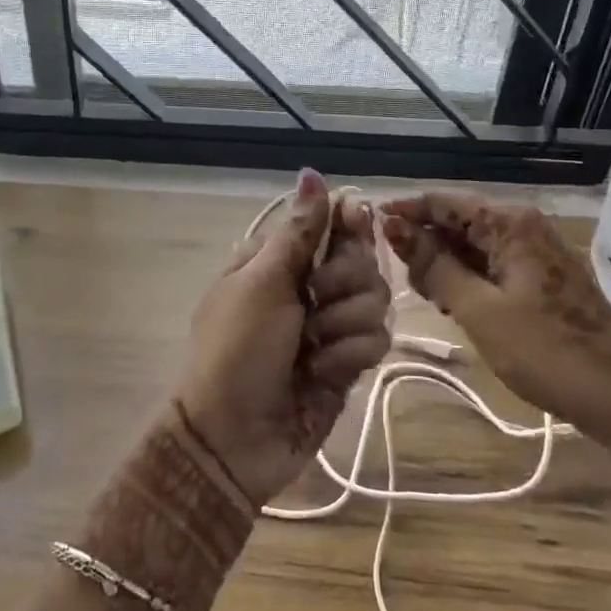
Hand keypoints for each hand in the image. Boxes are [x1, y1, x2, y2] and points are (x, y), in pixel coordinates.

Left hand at [175, 169, 391, 505]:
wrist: (233, 438)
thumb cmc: (236, 349)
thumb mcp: (261, 283)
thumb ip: (298, 232)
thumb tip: (311, 172)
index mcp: (279, 260)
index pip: (331, 222)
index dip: (349, 221)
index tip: (356, 221)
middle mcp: (309, 286)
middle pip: (362, 260)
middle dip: (343, 282)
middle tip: (312, 302)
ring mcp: (330, 325)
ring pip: (376, 300)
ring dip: (344, 324)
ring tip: (312, 348)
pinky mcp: (348, 362)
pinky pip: (376, 341)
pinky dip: (350, 356)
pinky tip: (323, 373)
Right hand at [382, 193, 610, 470]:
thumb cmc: (547, 350)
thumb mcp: (479, 309)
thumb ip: (434, 265)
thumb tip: (394, 227)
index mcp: (510, 224)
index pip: (443, 202)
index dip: (404, 212)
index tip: (367, 228)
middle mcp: (522, 228)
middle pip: (457, 222)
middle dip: (424, 244)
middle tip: (400, 279)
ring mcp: (533, 254)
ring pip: (471, 246)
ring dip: (443, 266)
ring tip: (425, 297)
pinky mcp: (539, 280)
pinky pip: (489, 266)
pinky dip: (465, 280)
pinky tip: (451, 303)